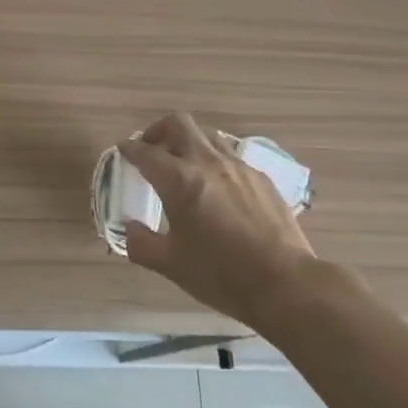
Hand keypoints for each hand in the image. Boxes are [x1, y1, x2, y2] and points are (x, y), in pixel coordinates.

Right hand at [118, 113, 315, 331]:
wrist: (283, 283)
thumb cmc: (220, 274)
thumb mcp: (170, 264)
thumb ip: (142, 243)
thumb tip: (130, 229)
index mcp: (179, 180)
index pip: (146, 152)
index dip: (130, 149)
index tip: (124, 151)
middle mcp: (207, 163)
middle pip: (178, 124)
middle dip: (158, 130)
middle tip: (151, 148)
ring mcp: (238, 167)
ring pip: (207, 135)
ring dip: (189, 141)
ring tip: (183, 163)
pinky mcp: (261, 178)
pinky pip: (231, 156)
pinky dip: (215, 161)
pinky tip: (217, 186)